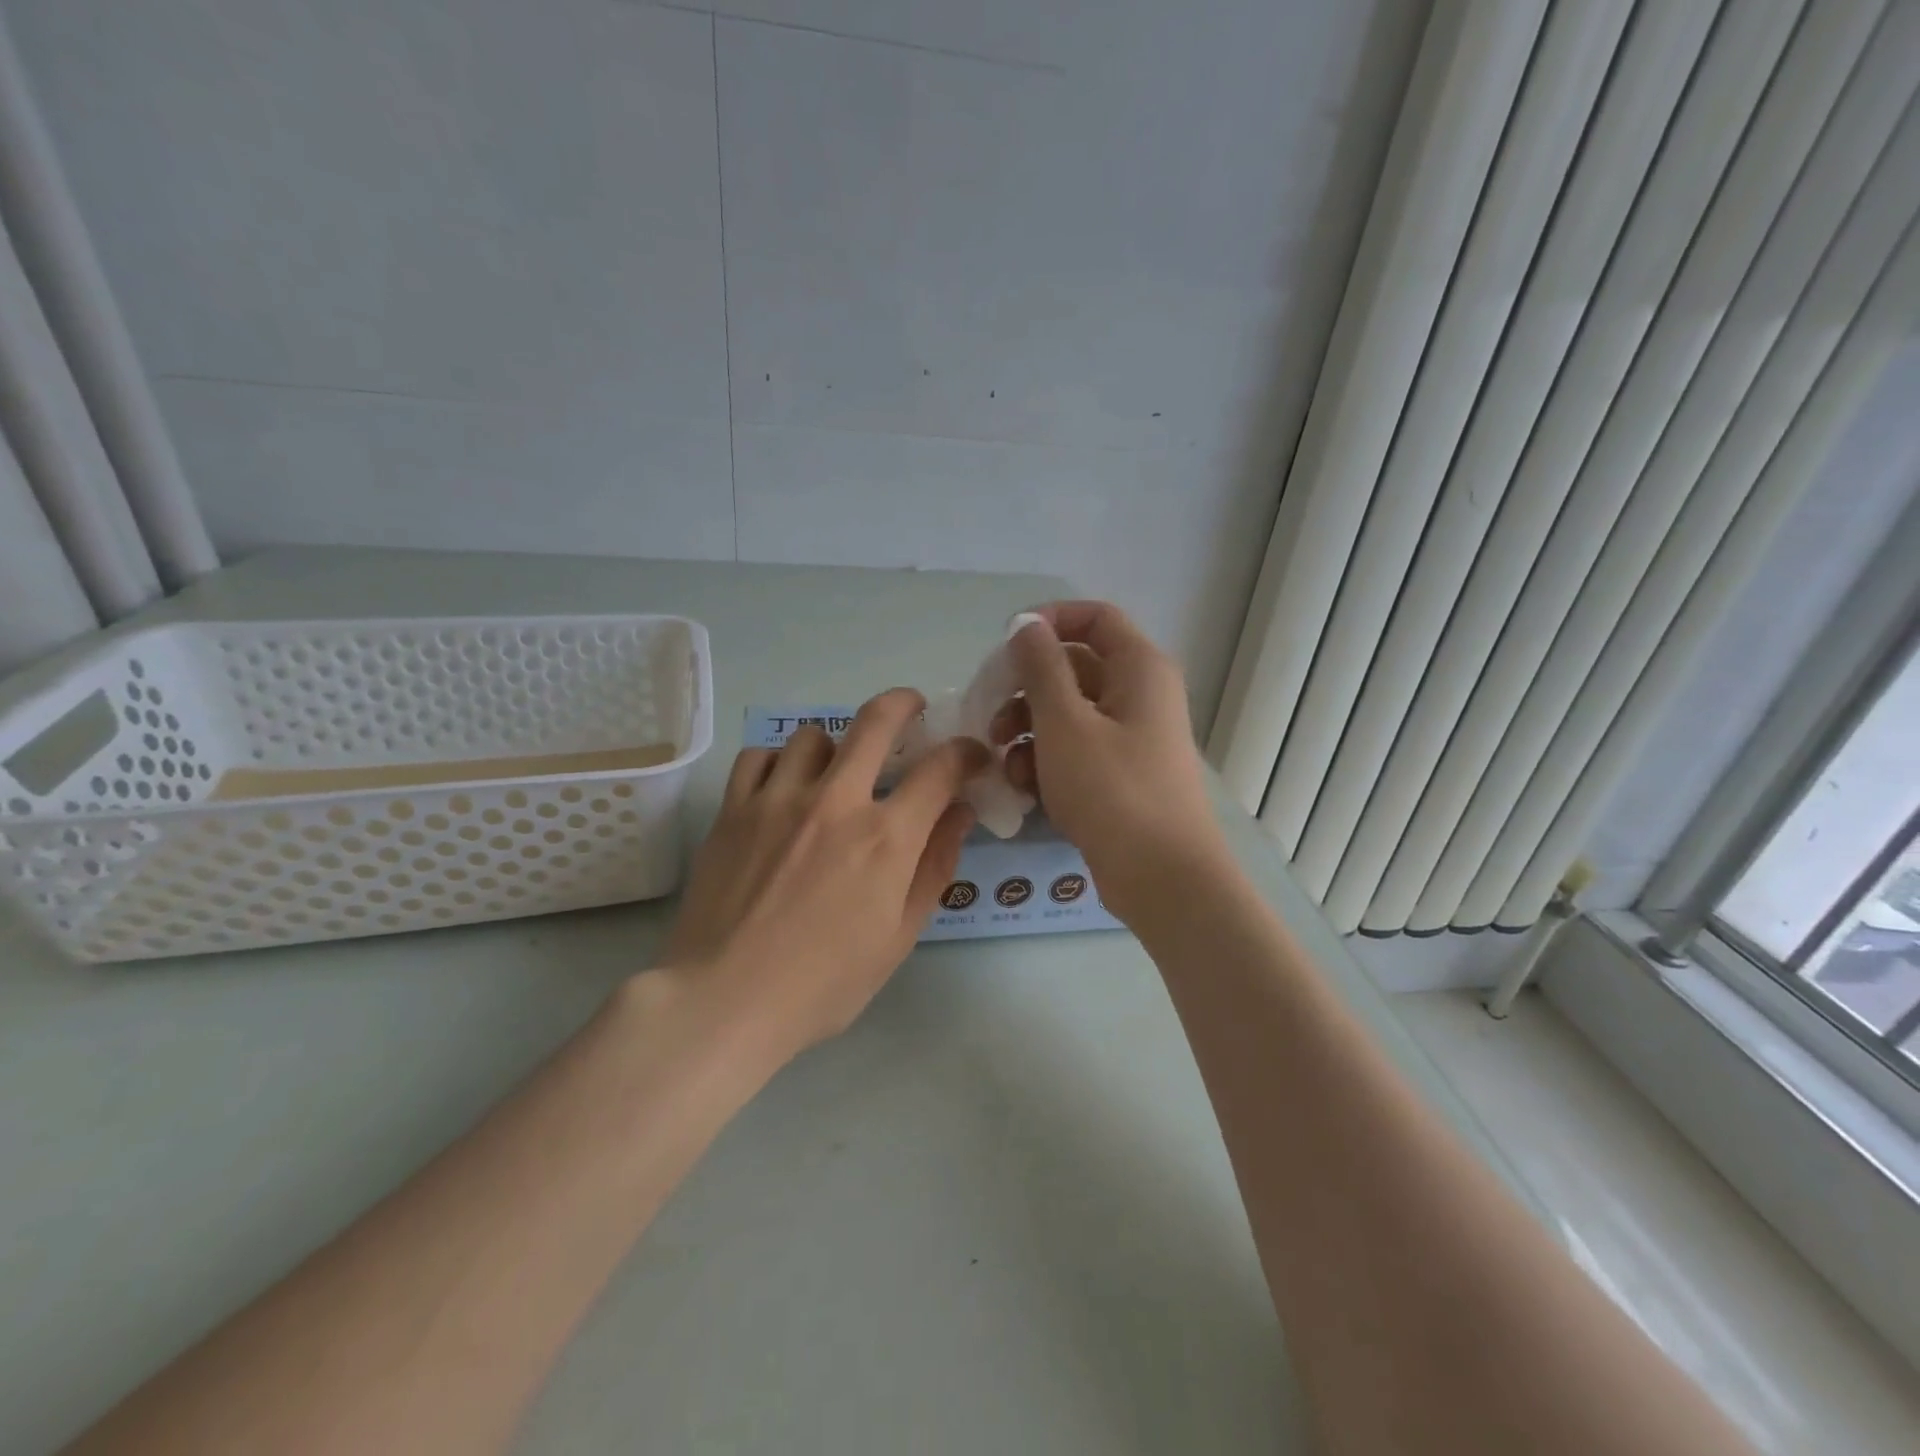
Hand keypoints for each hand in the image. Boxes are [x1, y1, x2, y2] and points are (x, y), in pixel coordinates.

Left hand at [655, 688, 986, 1059]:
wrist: (725, 1000)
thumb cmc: (824, 982)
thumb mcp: (899, 936)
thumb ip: (934, 867)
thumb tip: (959, 813)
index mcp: (885, 838)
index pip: (940, 769)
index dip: (965, 753)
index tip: (971, 757)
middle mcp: (835, 802)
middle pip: (876, 721)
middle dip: (905, 704)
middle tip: (913, 709)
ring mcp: (778, 799)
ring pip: (814, 735)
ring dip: (837, 745)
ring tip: (837, 769)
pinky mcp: (734, 809)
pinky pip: (760, 757)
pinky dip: (780, 762)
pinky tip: (784, 787)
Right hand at [993, 602, 1224, 917]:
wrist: (1162, 878)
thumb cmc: (1112, 790)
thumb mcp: (1065, 723)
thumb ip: (1041, 667)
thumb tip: (1027, 625)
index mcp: (1138, 668)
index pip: (1093, 617)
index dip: (1047, 621)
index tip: (1005, 646)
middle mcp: (1139, 694)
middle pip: (1073, 668)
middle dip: (1025, 689)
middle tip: (991, 715)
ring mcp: (1130, 737)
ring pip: (1068, 713)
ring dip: (1029, 730)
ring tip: (1005, 760)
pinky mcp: (1119, 775)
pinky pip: (1075, 750)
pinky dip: (1047, 761)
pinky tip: (1025, 788)